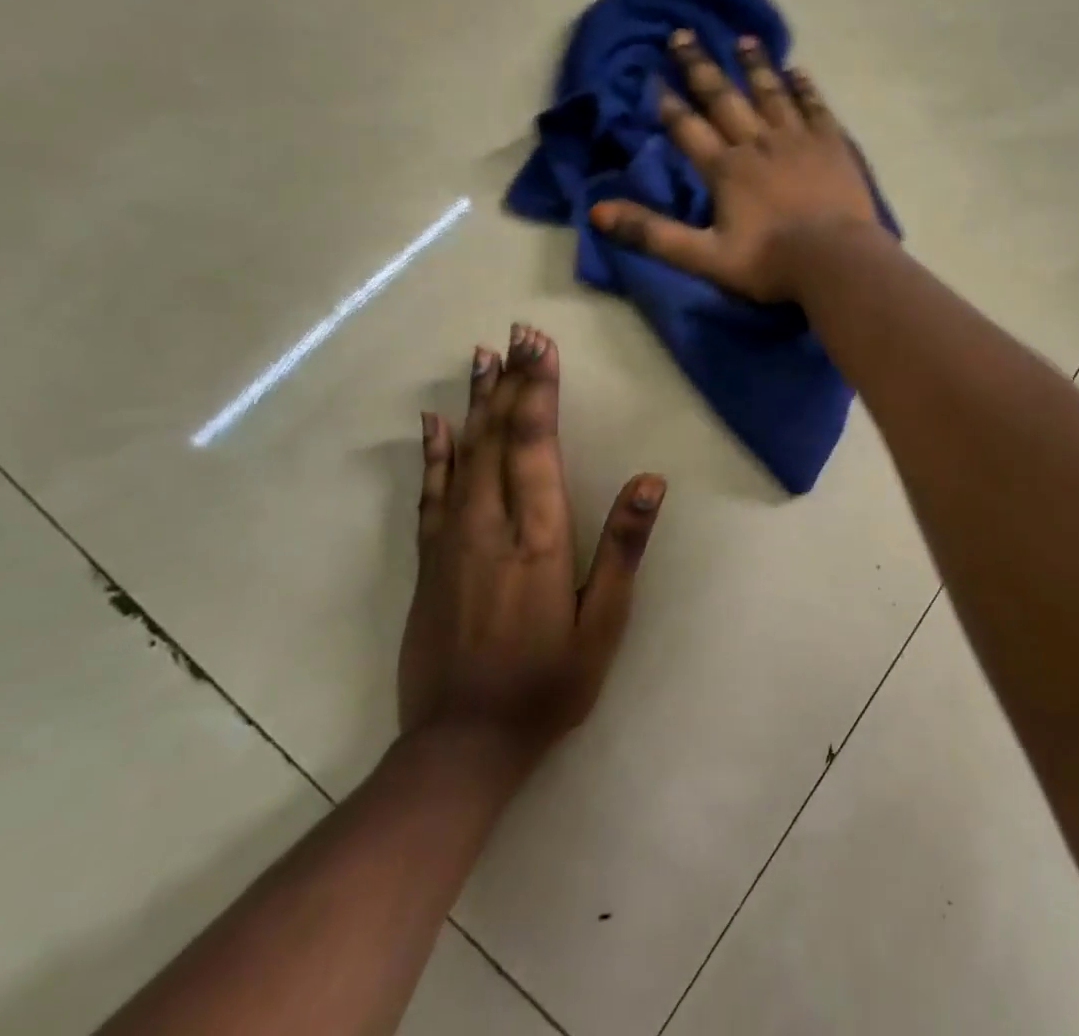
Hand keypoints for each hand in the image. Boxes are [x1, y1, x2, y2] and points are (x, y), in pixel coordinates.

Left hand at [398, 325, 663, 772]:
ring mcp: (452, 539)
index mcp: (538, 536)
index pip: (537, 444)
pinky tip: (434, 421)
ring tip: (482, 357)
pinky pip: (430, 491)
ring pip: (464, 453)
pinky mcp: (428, 559)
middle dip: (511, 380)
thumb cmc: (547, 684)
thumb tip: (650, 482)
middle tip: (515, 333)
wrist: (461, 746)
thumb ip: (623, 548)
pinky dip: (433, 451)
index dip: (539, 390)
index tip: (540, 345)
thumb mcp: (602, 624)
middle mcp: (490, 524)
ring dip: (476, 401)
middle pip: (499, 436)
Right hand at [590, 29, 887, 301]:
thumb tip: (597, 211)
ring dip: (755, 65)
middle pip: (724, 98)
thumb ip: (652, 233)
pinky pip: (814, 107)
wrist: (835, 262)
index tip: (654, 79)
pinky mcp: (831, 145)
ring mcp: (797, 140)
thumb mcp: (703, 256)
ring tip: (743, 39)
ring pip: (771, 93)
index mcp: (725, 170)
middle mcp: (757, 143)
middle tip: (684, 34)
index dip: (669, 105)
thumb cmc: (769, 262)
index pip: (688, 129)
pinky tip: (797, 70)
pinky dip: (804, 88)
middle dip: (701, 67)